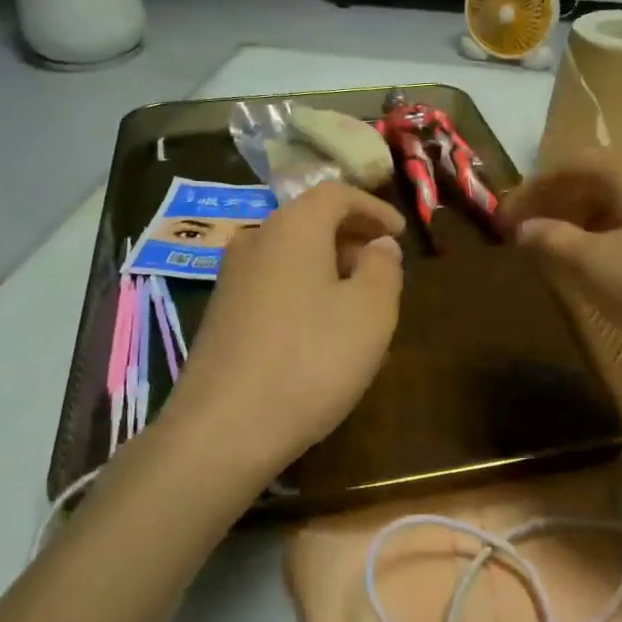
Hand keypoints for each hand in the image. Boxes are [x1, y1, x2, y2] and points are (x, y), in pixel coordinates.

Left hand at [161, 182, 404, 474]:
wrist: (223, 428)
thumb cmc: (310, 360)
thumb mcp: (370, 313)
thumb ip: (383, 268)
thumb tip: (380, 245)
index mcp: (293, 226)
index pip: (336, 193)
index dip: (374, 207)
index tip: (401, 233)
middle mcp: (255, 240)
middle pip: (309, 220)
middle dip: (352, 236)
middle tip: (383, 266)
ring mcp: (231, 278)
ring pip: (290, 253)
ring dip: (328, 265)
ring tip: (358, 299)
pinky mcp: (220, 314)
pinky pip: (273, 283)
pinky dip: (303, 288)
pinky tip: (319, 328)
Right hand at [500, 151, 621, 375]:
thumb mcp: (596, 268)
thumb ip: (551, 242)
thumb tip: (524, 227)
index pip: (568, 163)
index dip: (531, 190)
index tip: (504, 221)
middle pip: (595, 179)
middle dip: (556, 205)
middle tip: (528, 240)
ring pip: (621, 203)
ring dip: (583, 224)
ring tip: (561, 258)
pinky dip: (612, 238)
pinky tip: (609, 272)